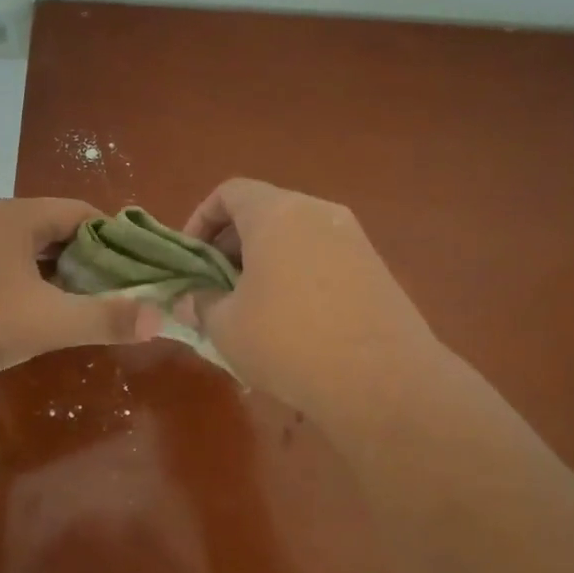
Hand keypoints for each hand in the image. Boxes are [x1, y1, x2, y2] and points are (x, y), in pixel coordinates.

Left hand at [0, 198, 162, 381]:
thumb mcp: (47, 321)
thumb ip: (104, 318)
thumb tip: (160, 318)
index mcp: (19, 218)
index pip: (82, 214)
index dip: (115, 238)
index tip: (136, 268)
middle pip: (56, 232)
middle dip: (89, 260)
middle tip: (115, 292)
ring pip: (29, 253)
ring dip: (58, 275)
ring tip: (83, 305)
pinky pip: (5, 269)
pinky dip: (29, 285)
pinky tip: (37, 314)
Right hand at [176, 179, 440, 418]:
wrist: (382, 380)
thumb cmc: (288, 341)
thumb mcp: (225, 326)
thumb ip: (201, 303)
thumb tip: (191, 299)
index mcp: (277, 213)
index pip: (231, 192)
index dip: (202, 219)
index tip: (191, 258)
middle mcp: (318, 213)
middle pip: (265, 212)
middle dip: (232, 245)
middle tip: (215, 286)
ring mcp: (353, 239)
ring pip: (295, 237)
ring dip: (265, 263)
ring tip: (250, 307)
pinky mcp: (376, 269)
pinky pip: (322, 259)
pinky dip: (297, 276)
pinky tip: (291, 322)